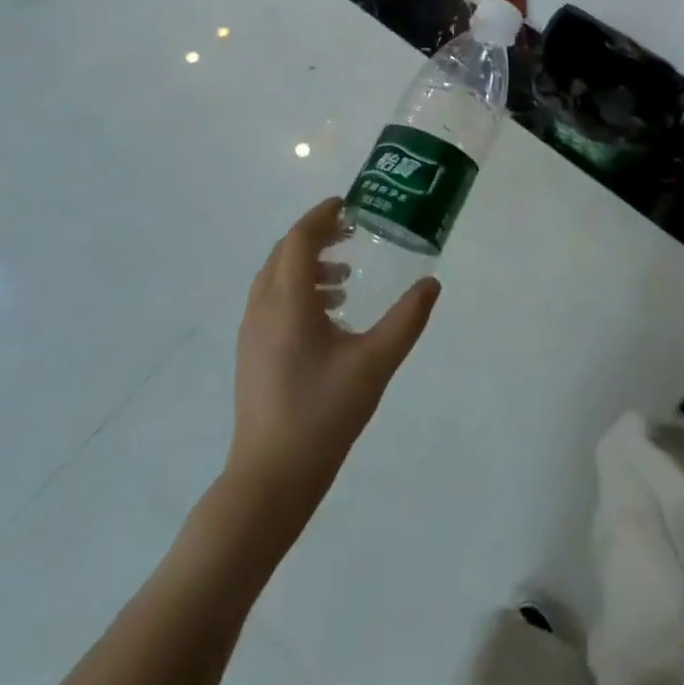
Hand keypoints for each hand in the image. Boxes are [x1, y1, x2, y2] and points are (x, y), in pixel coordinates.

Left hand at [224, 197, 439, 522]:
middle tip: (352, 234)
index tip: (349, 206)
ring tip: (345, 279)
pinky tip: (328, 315)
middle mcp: (263, 309)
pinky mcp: (251, 353)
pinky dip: (297, 289)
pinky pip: (272, 301)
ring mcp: (251, 333)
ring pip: (275, 277)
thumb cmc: (323, 415)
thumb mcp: (375, 363)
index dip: (322, 217)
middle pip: (283, 253)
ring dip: (307, 264)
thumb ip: (407, 319)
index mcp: (288, 303)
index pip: (299, 240)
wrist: (270, 478)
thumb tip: (432, 283)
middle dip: (316, 236)